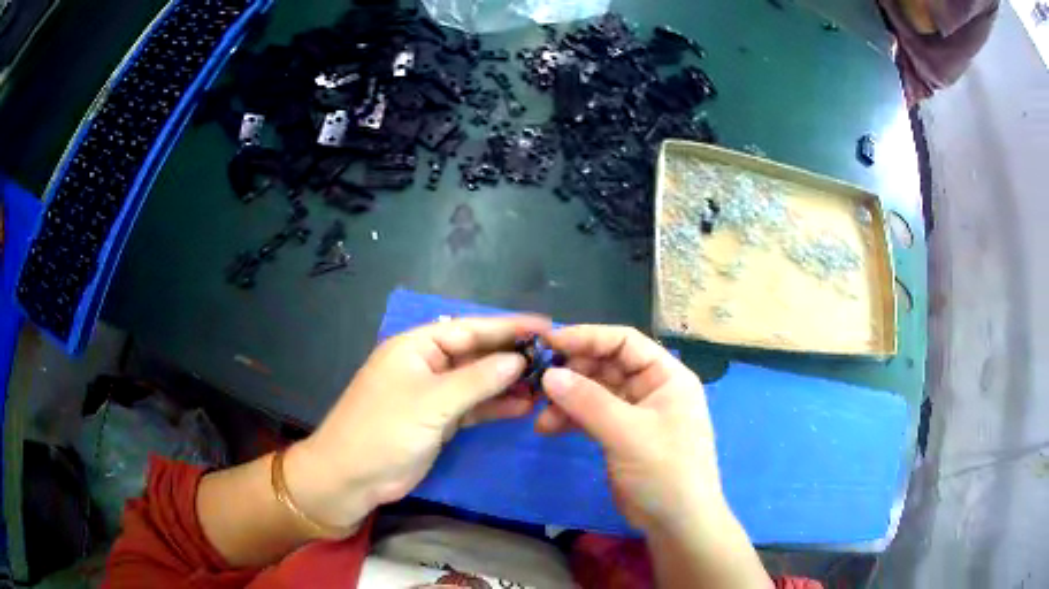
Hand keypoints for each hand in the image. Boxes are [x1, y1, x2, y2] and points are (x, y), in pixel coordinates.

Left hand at [285, 315, 550, 533]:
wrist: (351, 477)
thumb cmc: (384, 430)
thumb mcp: (431, 402)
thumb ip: (477, 380)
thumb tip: (518, 360)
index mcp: (416, 346)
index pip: (470, 328)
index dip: (508, 327)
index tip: (547, 327)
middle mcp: (426, 364)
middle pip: (476, 353)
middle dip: (511, 356)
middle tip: (554, 358)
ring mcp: (432, 394)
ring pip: (477, 381)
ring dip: (507, 383)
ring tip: (546, 383)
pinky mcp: (437, 420)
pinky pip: (472, 407)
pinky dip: (495, 406)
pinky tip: (523, 405)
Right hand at [535, 325, 724, 534]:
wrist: (677, 523)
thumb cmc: (665, 471)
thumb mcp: (628, 433)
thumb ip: (588, 401)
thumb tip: (548, 373)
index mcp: (666, 376)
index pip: (624, 342)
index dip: (587, 337)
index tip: (548, 343)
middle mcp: (651, 388)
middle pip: (606, 365)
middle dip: (572, 373)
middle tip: (539, 384)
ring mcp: (635, 412)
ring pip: (595, 392)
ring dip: (567, 400)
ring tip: (541, 417)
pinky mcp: (620, 435)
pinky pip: (591, 416)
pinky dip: (570, 419)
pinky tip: (547, 428)